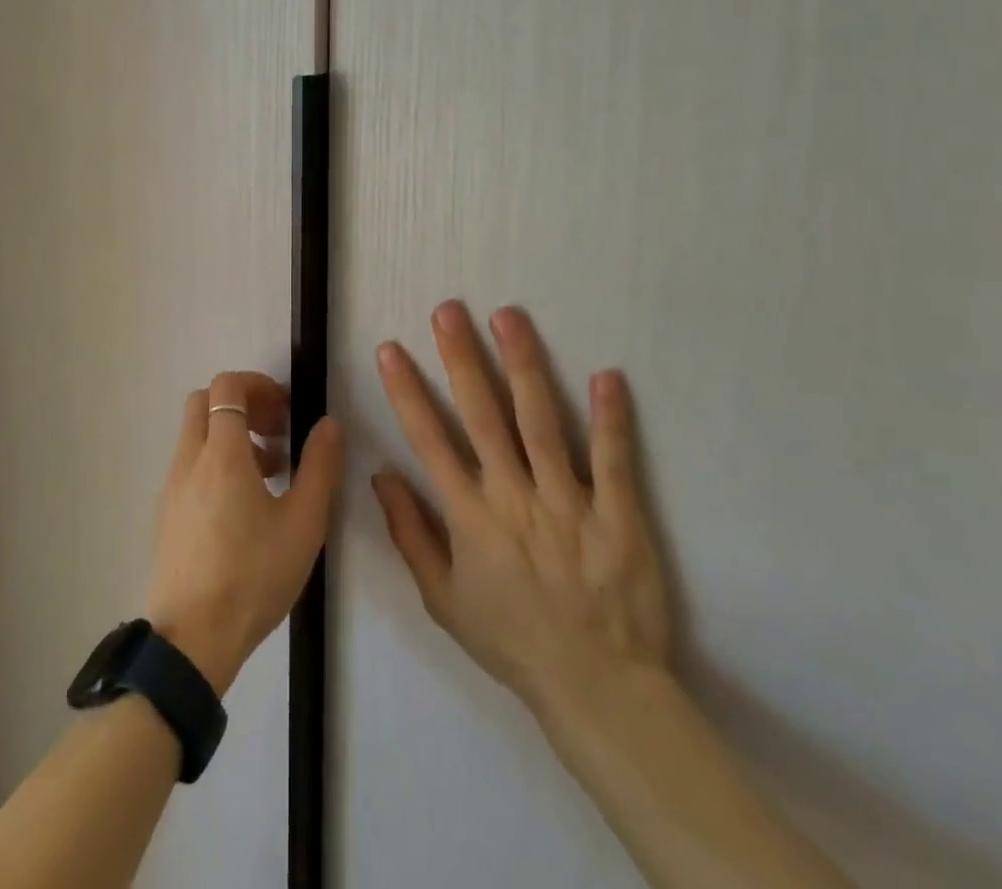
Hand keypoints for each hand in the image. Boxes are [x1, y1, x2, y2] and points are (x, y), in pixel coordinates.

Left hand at [145, 372, 343, 695]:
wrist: (192, 640)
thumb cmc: (252, 576)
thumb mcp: (303, 524)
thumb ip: (319, 467)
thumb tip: (328, 424)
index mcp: (220, 453)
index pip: (226, 386)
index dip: (257, 384)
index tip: (285, 409)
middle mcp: (189, 459)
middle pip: (204, 402)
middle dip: (242, 404)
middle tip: (276, 432)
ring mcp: (171, 486)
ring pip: (195, 434)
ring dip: (230, 435)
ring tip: (270, 472)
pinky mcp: (165, 513)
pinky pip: (189, 465)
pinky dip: (214, 462)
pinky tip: (243, 505)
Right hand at [371, 303, 670, 723]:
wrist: (598, 689)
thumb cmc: (512, 640)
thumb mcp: (443, 600)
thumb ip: (411, 534)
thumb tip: (382, 475)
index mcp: (470, 516)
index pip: (429, 440)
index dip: (407, 391)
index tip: (391, 349)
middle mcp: (514, 497)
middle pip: (483, 415)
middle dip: (462, 359)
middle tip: (448, 311)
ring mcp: (569, 503)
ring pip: (541, 422)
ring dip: (524, 366)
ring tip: (509, 318)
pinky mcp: (618, 515)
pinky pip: (612, 460)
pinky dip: (611, 418)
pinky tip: (606, 375)